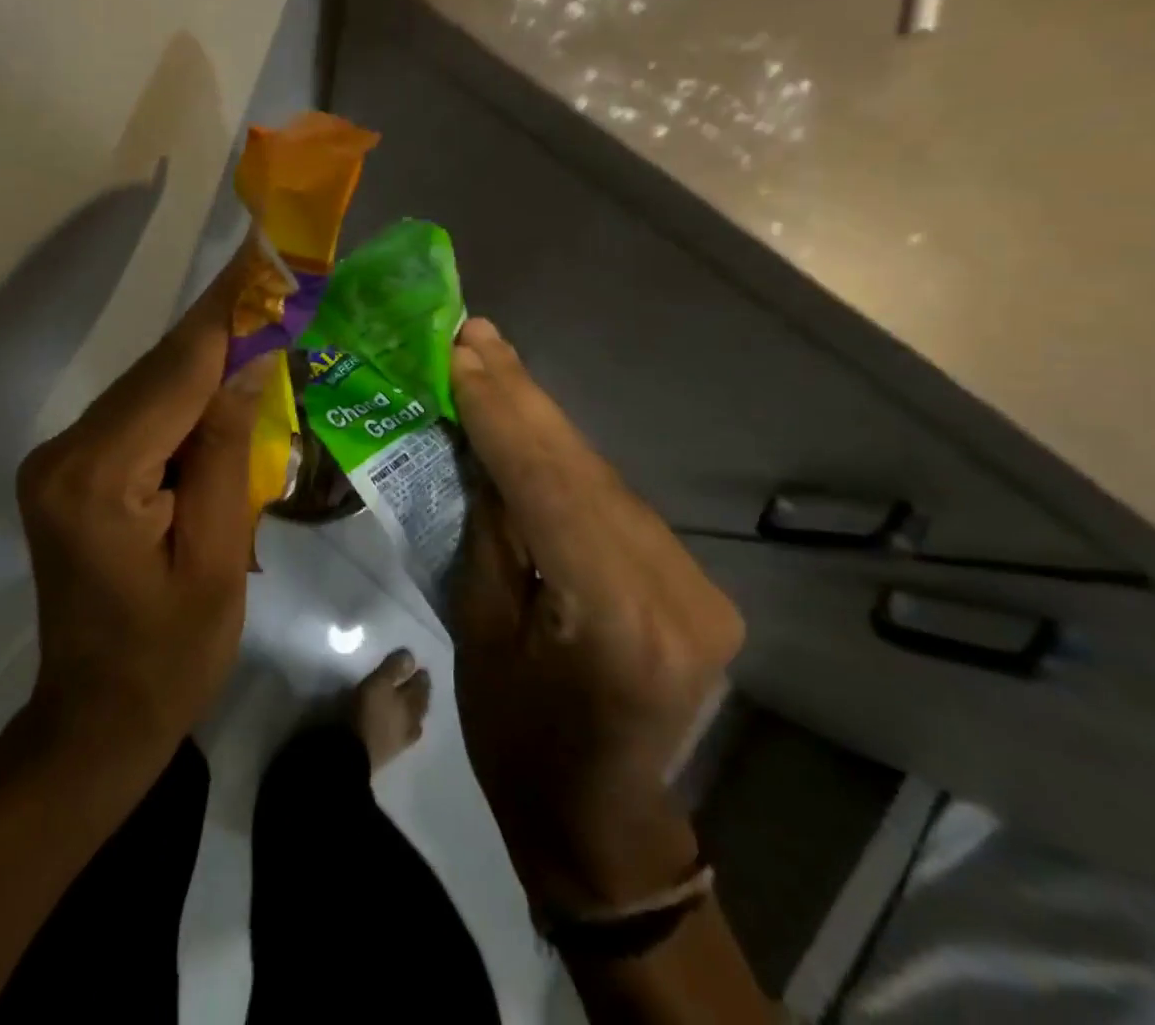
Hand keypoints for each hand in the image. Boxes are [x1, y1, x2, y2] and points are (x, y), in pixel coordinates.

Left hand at [15, 253, 265, 775]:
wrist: (96, 719)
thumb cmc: (171, 657)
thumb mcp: (218, 558)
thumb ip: (229, 452)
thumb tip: (248, 360)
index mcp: (97, 478)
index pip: (176, 374)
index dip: (227, 312)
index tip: (262, 255)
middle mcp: (64, 452)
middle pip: (158, 372)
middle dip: (221, 328)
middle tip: (276, 280)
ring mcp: (59, 459)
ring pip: (149, 388)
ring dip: (206, 360)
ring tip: (264, 322)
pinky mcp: (69, 470)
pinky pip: (139, 415)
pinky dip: (184, 395)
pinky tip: (225, 385)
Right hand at [450, 318, 743, 916]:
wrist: (603, 821)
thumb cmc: (520, 743)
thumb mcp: (481, 635)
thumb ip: (488, 532)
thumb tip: (477, 447)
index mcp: (617, 619)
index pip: (549, 489)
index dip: (500, 413)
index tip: (460, 351)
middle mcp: (675, 591)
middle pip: (582, 469)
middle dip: (520, 396)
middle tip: (473, 333)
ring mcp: (695, 583)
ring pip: (599, 475)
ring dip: (540, 417)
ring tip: (490, 358)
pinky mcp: (690, 578)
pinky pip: (611, 499)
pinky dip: (562, 456)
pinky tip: (527, 416)